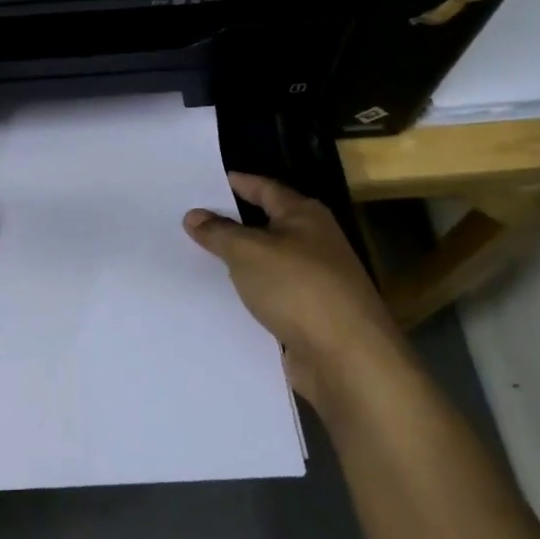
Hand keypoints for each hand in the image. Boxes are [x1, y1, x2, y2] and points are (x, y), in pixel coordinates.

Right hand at [184, 172, 400, 413]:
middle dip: (234, 223)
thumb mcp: (248, 252)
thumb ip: (219, 232)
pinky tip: (222, 298)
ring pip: (268, 264)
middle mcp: (315, 243)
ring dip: (240, 262)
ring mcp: (315, 282)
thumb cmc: (298, 288)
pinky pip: (271, 296)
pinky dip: (249, 294)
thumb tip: (194, 215)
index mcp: (306, 217)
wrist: (347, 359)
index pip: (266, 189)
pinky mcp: (310, 317)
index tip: (210, 179)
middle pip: (268, 225)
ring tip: (197, 257)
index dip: (240, 182)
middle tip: (192, 218)